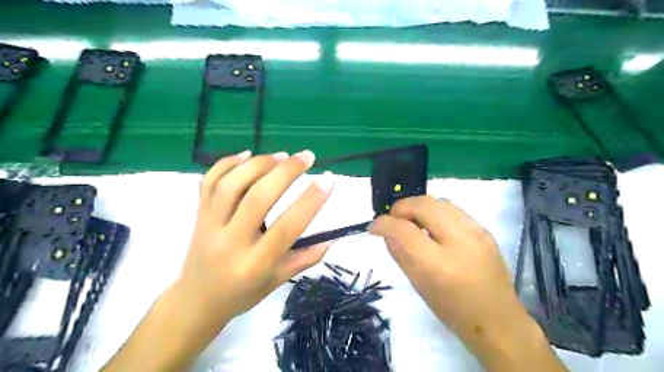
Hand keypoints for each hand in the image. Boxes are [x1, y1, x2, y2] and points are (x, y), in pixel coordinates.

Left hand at [173, 150, 334, 320]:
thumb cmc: (242, 294)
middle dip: (286, 172)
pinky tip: (247, 154)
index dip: (310, 201)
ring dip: (259, 164)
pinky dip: (227, 163)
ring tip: (282, 156)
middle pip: (258, 198)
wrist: (195, 301)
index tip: (328, 180)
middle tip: (307, 157)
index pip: (287, 227)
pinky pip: (208, 182)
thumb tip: (332, 237)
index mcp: (255, 264)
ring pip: (231, 185)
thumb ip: (306, 258)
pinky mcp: (198, 214)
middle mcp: (231, 242)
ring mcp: (210, 225)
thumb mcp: (277, 282)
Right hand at [369, 196, 564, 369]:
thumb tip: (387, 232)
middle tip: (392, 218)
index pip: (404, 230)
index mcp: (439, 264)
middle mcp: (459, 241)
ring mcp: (476, 232)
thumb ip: (400, 254)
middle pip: (424, 204)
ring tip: (410, 220)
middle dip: (401, 206)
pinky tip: (431, 225)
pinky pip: (453, 209)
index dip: (384, 223)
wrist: (499, 321)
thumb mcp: (419, 286)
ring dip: (418, 206)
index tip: (374, 226)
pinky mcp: (484, 229)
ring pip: (439, 201)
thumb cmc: (453, 311)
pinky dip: (435, 211)